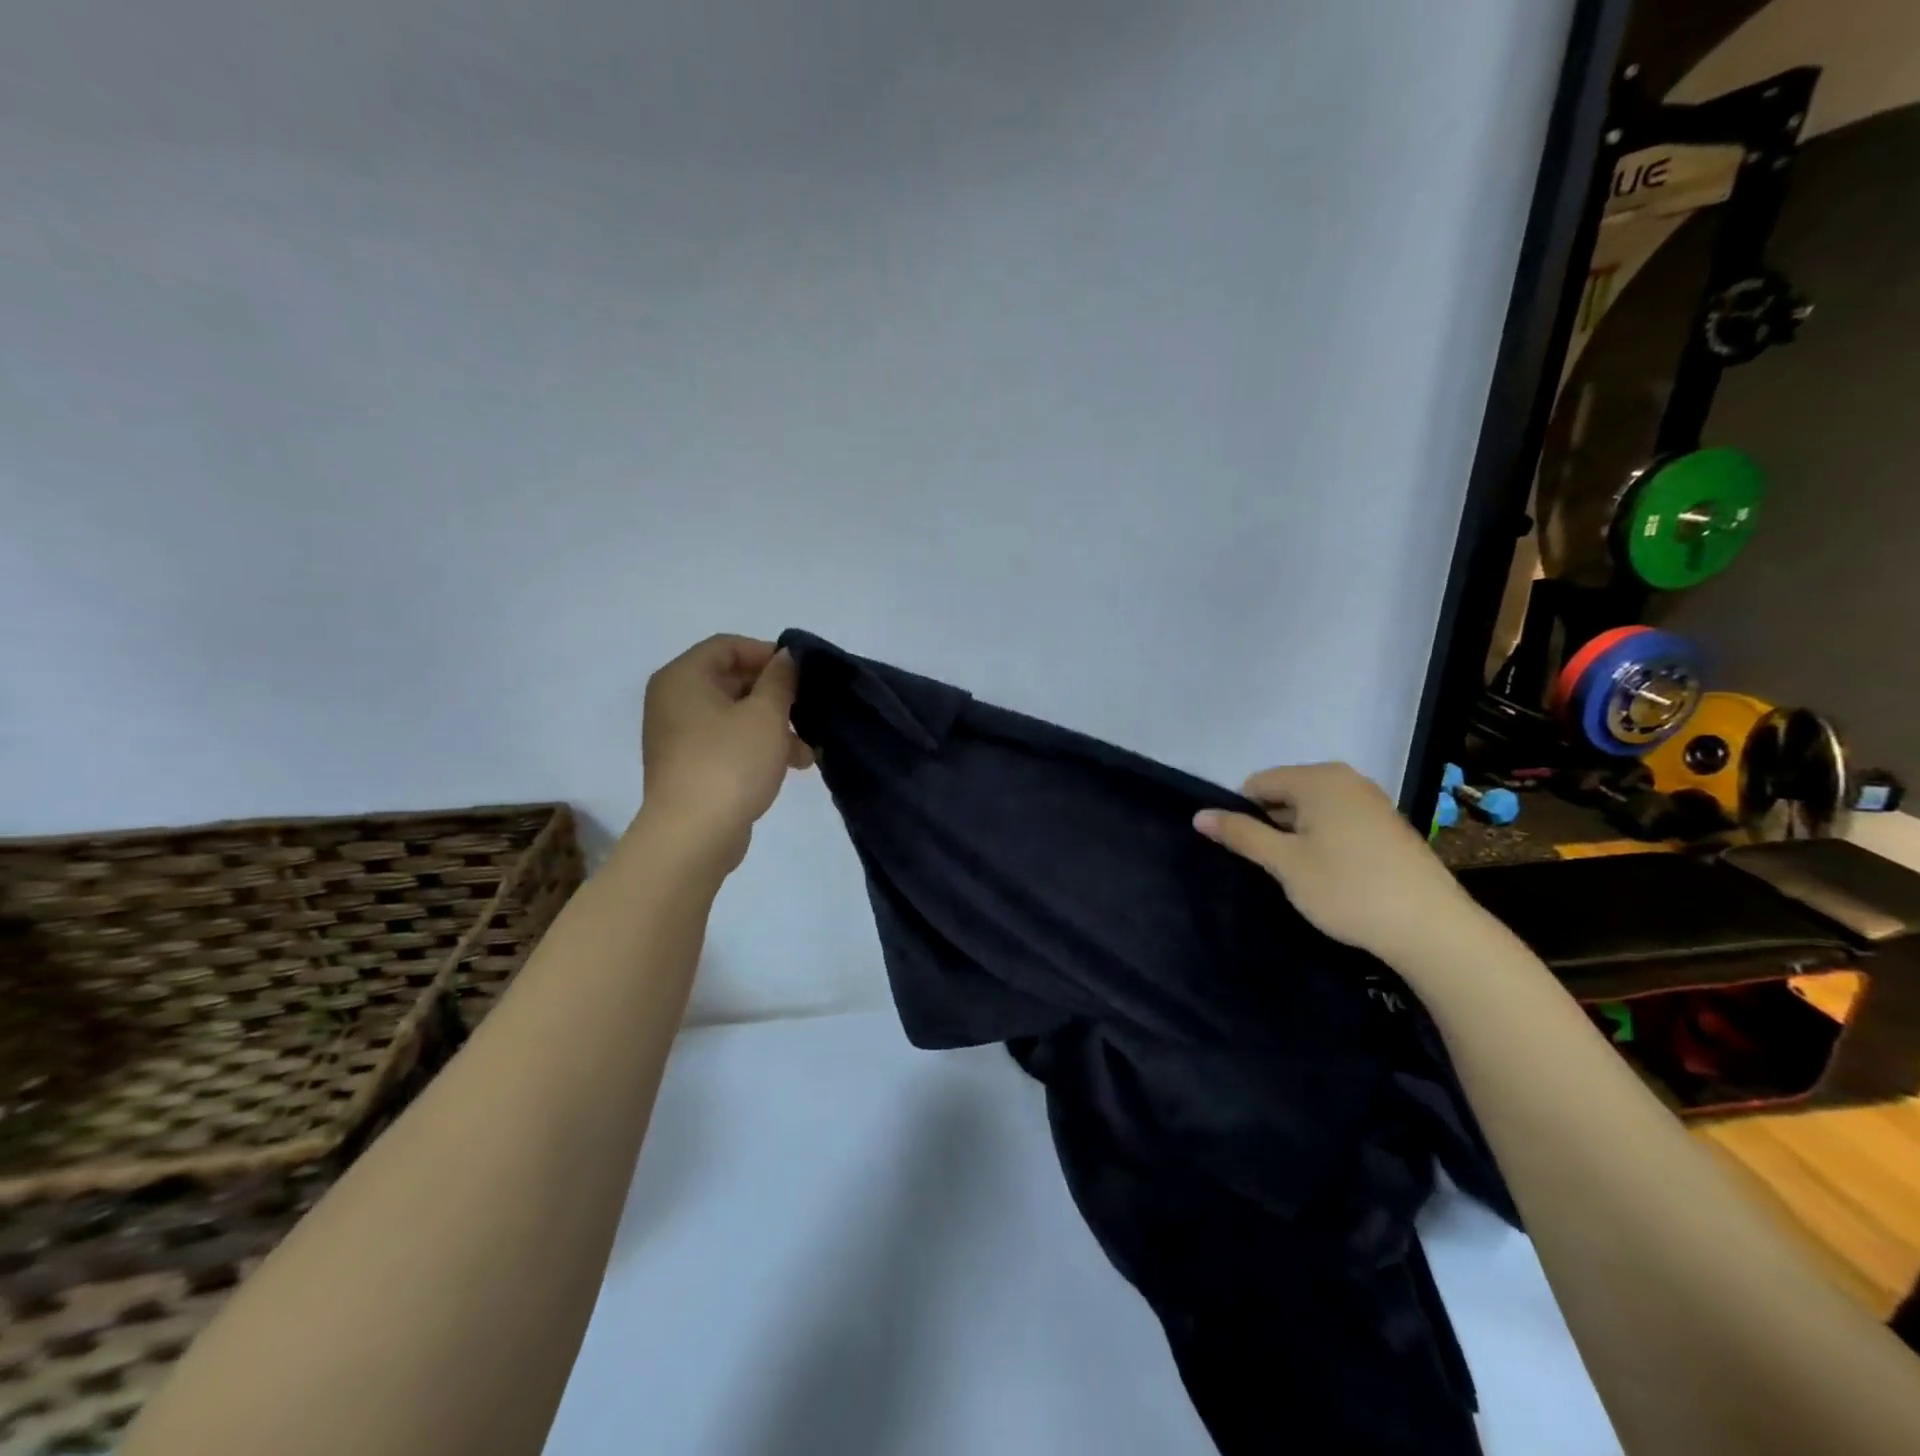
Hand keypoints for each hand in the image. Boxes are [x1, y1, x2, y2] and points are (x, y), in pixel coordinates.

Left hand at [638, 635, 811, 869]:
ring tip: (807, 748)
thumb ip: (780, 679)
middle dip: (776, 694)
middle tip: (809, 709)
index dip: (768, 653)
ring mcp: (679, 736)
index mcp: (683, 678)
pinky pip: (728, 743)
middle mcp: (674, 701)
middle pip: (732, 680)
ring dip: (773, 725)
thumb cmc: (730, 763)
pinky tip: (792, 765)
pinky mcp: (690, 767)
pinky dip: (758, 747)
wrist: (693, 836)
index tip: (802, 673)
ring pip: (734, 715)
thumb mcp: (766, 714)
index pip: (728, 646)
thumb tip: (786, 657)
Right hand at [1193, 762, 1468, 961]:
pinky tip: (1333, 876)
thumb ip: (1241, 834)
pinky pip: (1338, 822)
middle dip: (1272, 826)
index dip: (1244, 816)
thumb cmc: (1348, 888)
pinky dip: (1324, 842)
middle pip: (1285, 794)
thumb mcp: (1285, 862)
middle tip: (1274, 867)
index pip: (1257, 784)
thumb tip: (1199, 815)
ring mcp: (1371, 801)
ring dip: (1298, 837)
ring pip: (1312, 811)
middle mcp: (1346, 779)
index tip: (1250, 853)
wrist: (1432, 928)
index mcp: (1318, 779)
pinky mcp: (1388, 826)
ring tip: (1301, 876)